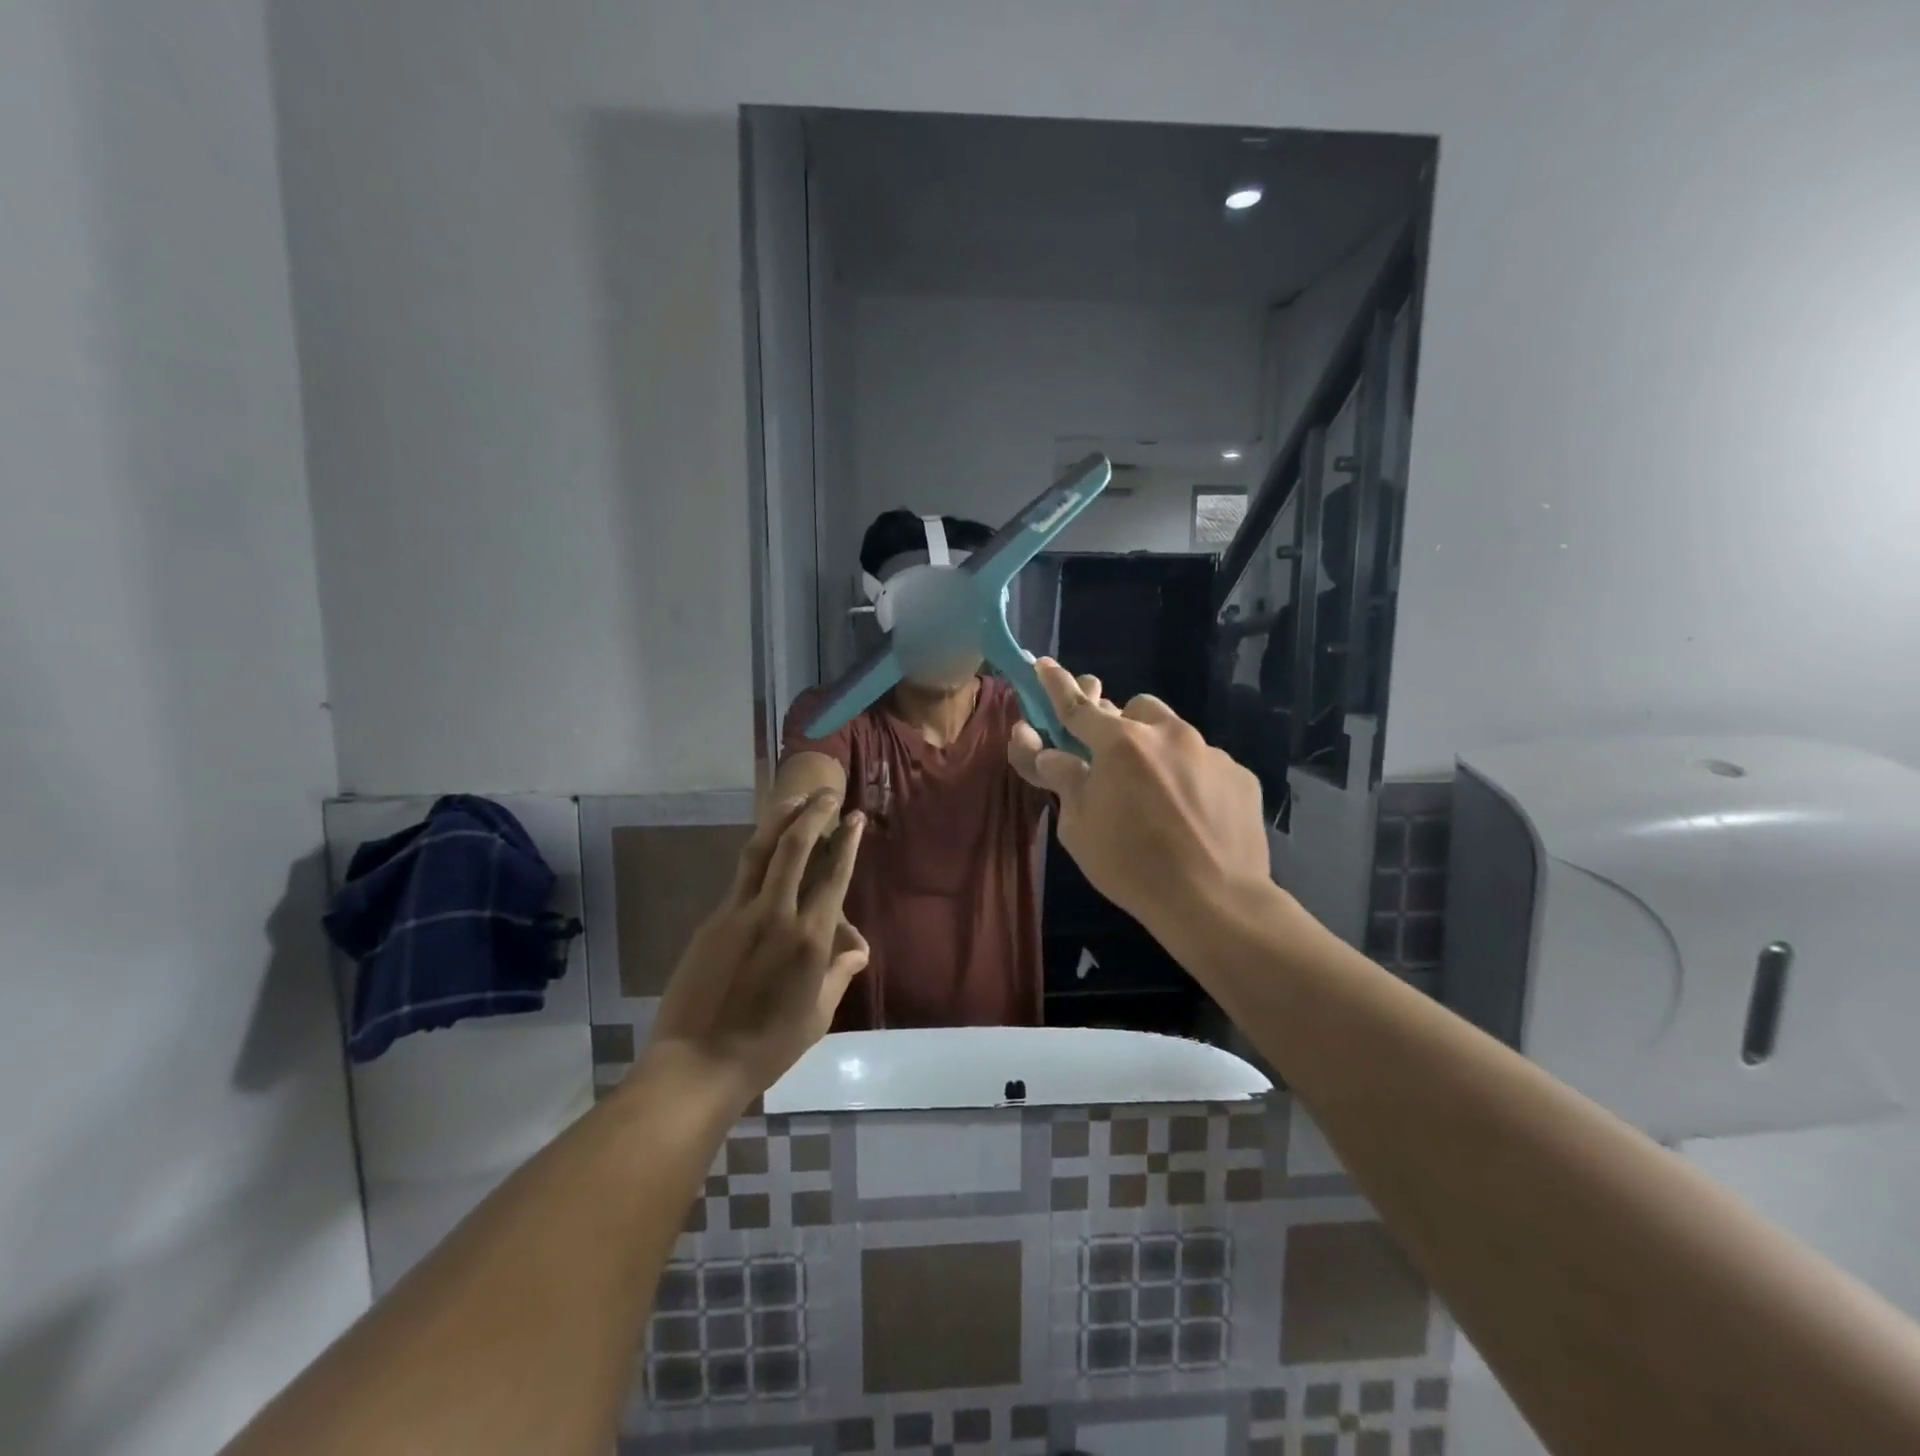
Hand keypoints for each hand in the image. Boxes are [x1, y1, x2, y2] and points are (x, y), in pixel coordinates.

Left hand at [646, 790, 868, 1100]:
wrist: (698, 1063)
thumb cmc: (768, 1046)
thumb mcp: (817, 1014)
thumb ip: (839, 973)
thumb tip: (857, 948)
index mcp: (809, 938)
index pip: (834, 875)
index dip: (846, 842)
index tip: (854, 818)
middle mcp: (776, 913)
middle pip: (794, 847)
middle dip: (813, 813)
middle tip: (826, 793)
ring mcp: (738, 913)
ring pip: (760, 851)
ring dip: (779, 819)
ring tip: (793, 798)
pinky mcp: (712, 921)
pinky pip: (740, 878)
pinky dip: (758, 855)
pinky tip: (765, 851)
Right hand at [1008, 659, 1269, 927]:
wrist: (1215, 900)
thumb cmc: (1132, 866)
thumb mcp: (1079, 827)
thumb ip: (1064, 779)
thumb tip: (1049, 752)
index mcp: (1121, 744)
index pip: (1077, 706)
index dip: (1056, 686)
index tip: (1045, 664)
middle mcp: (1168, 734)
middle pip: (1134, 709)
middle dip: (1119, 725)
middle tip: (1112, 764)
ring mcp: (1210, 751)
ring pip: (1174, 733)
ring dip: (1157, 750)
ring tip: (1157, 795)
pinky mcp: (1240, 774)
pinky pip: (1205, 763)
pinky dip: (1191, 778)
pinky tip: (1192, 816)